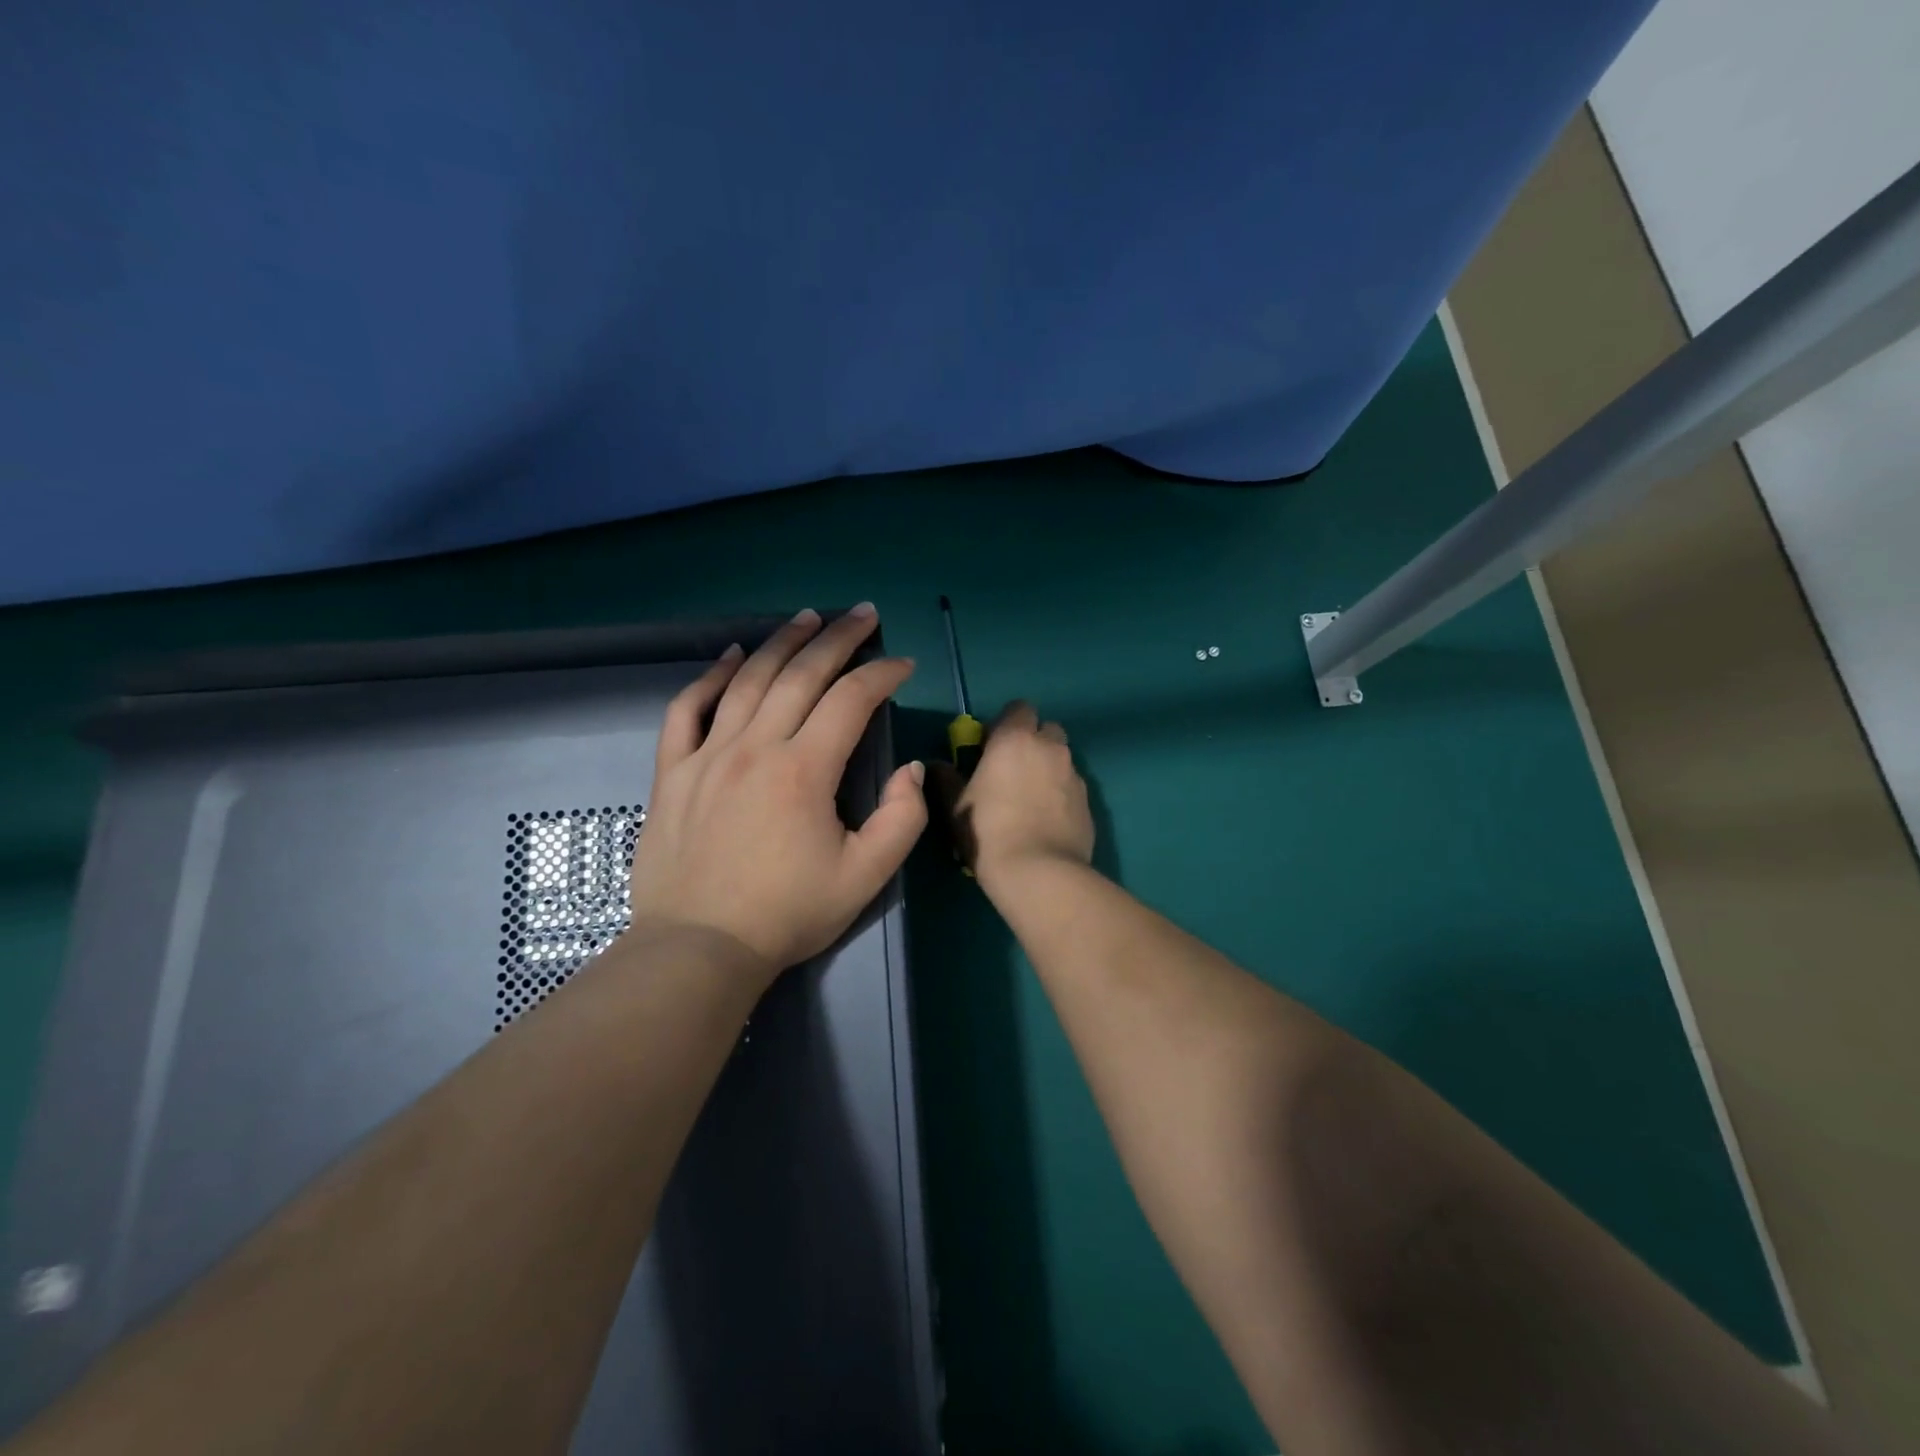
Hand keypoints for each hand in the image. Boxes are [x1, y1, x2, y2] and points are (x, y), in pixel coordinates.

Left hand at [626, 606, 928, 984]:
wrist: (699, 948)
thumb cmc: (787, 914)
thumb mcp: (866, 876)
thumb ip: (902, 819)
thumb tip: (909, 769)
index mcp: (804, 770)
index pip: (851, 700)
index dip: (882, 674)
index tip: (902, 665)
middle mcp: (755, 747)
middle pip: (801, 674)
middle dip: (838, 638)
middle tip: (863, 614)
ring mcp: (707, 754)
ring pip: (748, 679)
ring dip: (782, 642)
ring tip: (808, 618)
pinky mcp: (672, 771)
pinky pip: (687, 709)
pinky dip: (709, 676)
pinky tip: (729, 656)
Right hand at [944, 701, 1093, 889]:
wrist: (1039, 872)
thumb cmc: (987, 830)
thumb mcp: (955, 806)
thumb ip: (946, 778)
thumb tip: (936, 764)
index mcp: (1015, 739)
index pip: (1019, 708)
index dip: (1006, 723)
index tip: (991, 746)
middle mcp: (1050, 747)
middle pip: (1047, 729)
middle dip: (1033, 741)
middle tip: (1013, 768)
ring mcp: (1074, 774)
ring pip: (1062, 758)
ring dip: (1048, 768)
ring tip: (1031, 798)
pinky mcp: (1088, 801)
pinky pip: (1072, 786)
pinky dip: (1061, 794)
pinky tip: (1047, 820)